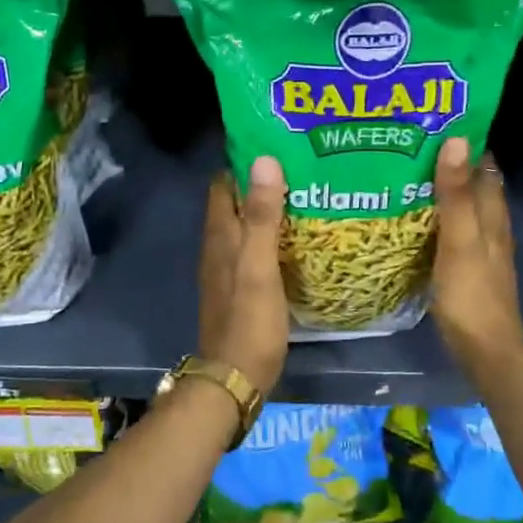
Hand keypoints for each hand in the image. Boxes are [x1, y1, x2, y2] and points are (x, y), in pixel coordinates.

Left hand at [198, 155, 289, 395]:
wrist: (235, 376)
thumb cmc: (249, 320)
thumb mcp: (259, 265)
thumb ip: (262, 216)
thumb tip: (264, 160)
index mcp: (220, 235)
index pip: (224, 184)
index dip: (243, 163)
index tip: (275, 146)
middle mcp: (218, 247)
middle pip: (234, 203)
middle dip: (260, 183)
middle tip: (299, 167)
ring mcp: (227, 269)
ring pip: (244, 227)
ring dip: (266, 210)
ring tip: (304, 195)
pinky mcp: (239, 288)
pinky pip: (253, 250)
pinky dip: (270, 237)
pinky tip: (295, 239)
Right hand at [430, 137, 522, 378]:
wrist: (484, 350)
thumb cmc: (471, 294)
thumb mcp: (460, 240)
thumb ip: (455, 195)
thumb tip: (457, 140)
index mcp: (493, 216)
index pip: (485, 168)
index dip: (467, 144)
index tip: (435, 123)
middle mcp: (491, 228)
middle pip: (474, 186)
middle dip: (451, 164)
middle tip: (412, 144)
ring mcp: (481, 250)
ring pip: (464, 209)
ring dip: (444, 190)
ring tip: (408, 173)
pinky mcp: (467, 268)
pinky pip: (453, 231)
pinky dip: (438, 217)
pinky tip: (415, 218)